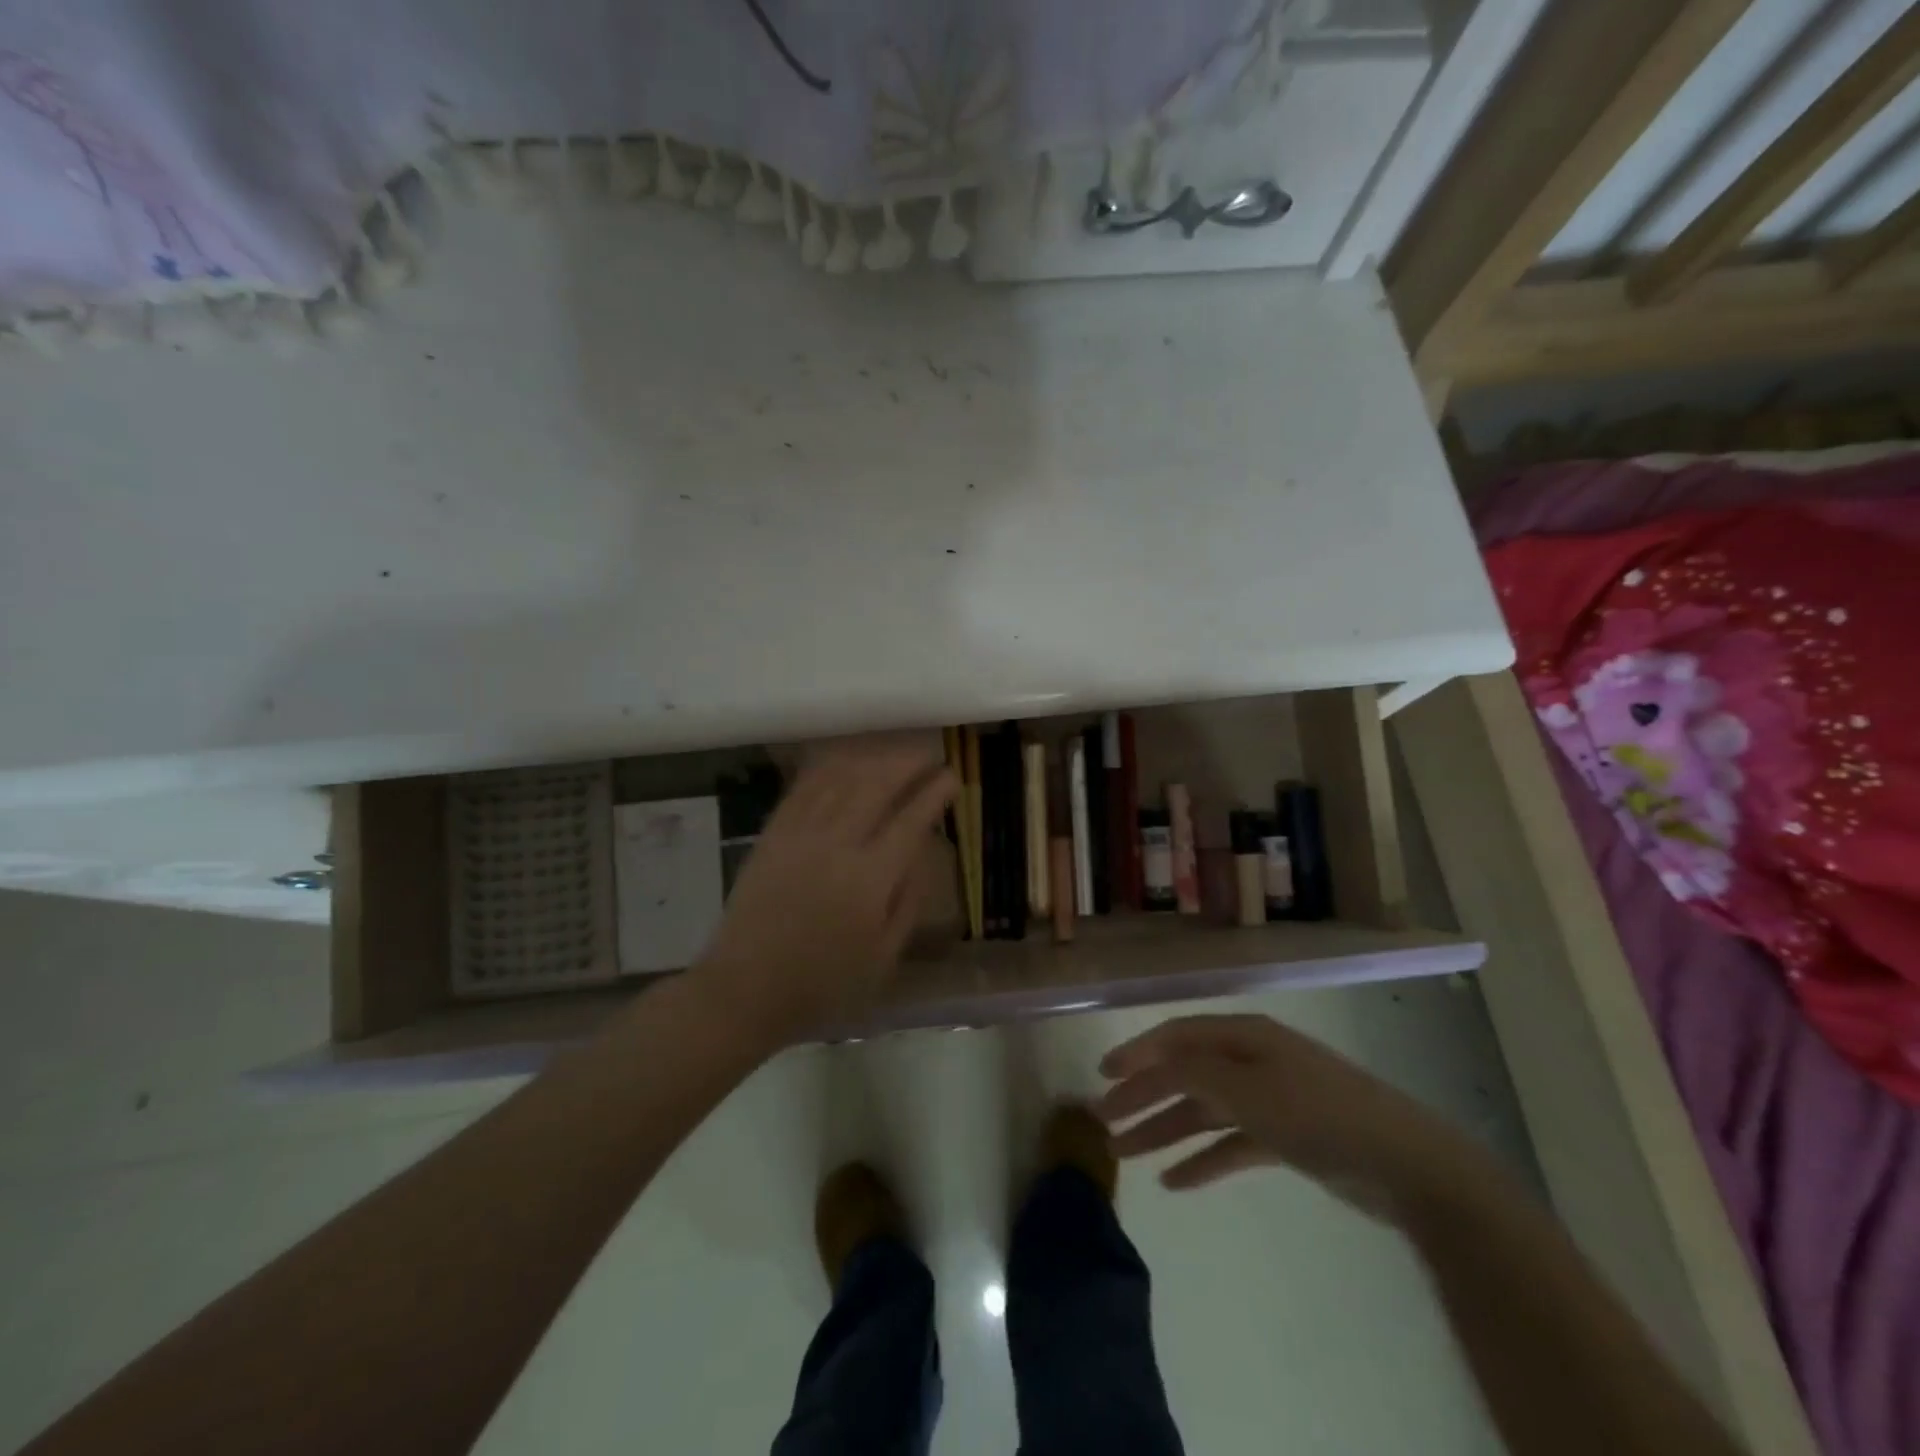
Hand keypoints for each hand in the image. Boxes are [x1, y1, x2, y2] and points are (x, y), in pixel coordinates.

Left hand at [699, 745, 954, 1041]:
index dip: (934, 793)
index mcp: (870, 880)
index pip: (911, 820)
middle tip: (929, 755)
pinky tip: (846, 761)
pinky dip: (830, 768)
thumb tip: (923, 852)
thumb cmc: (823, 984)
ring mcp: (800, 834)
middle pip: (877, 786)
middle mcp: (837, 845)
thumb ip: (909, 901)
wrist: (745, 989)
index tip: (952, 777)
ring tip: (894, 755)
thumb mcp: (884, 958)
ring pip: (842, 778)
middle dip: (908, 763)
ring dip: (873, 759)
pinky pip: (804, 787)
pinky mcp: (772, 834)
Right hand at [1097, 1013, 1486, 1222]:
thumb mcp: (1249, 1089)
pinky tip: (1175, 1182)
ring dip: (1165, 1130)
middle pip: (1186, 1074)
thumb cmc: (1319, 1114)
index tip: (1104, 1074)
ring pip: (1204, 1111)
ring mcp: (1270, 1100)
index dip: (1139, 1052)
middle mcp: (1252, 1061)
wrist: (1406, 1166)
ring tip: (1126, 1154)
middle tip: (1105, 1121)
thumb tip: (1156, 1059)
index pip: (1178, 1037)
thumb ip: (1196, 1071)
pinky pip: (1230, 1144)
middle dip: (1144, 1096)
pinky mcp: (1285, 1138)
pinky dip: (1203, 1160)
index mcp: (1244, 1037)